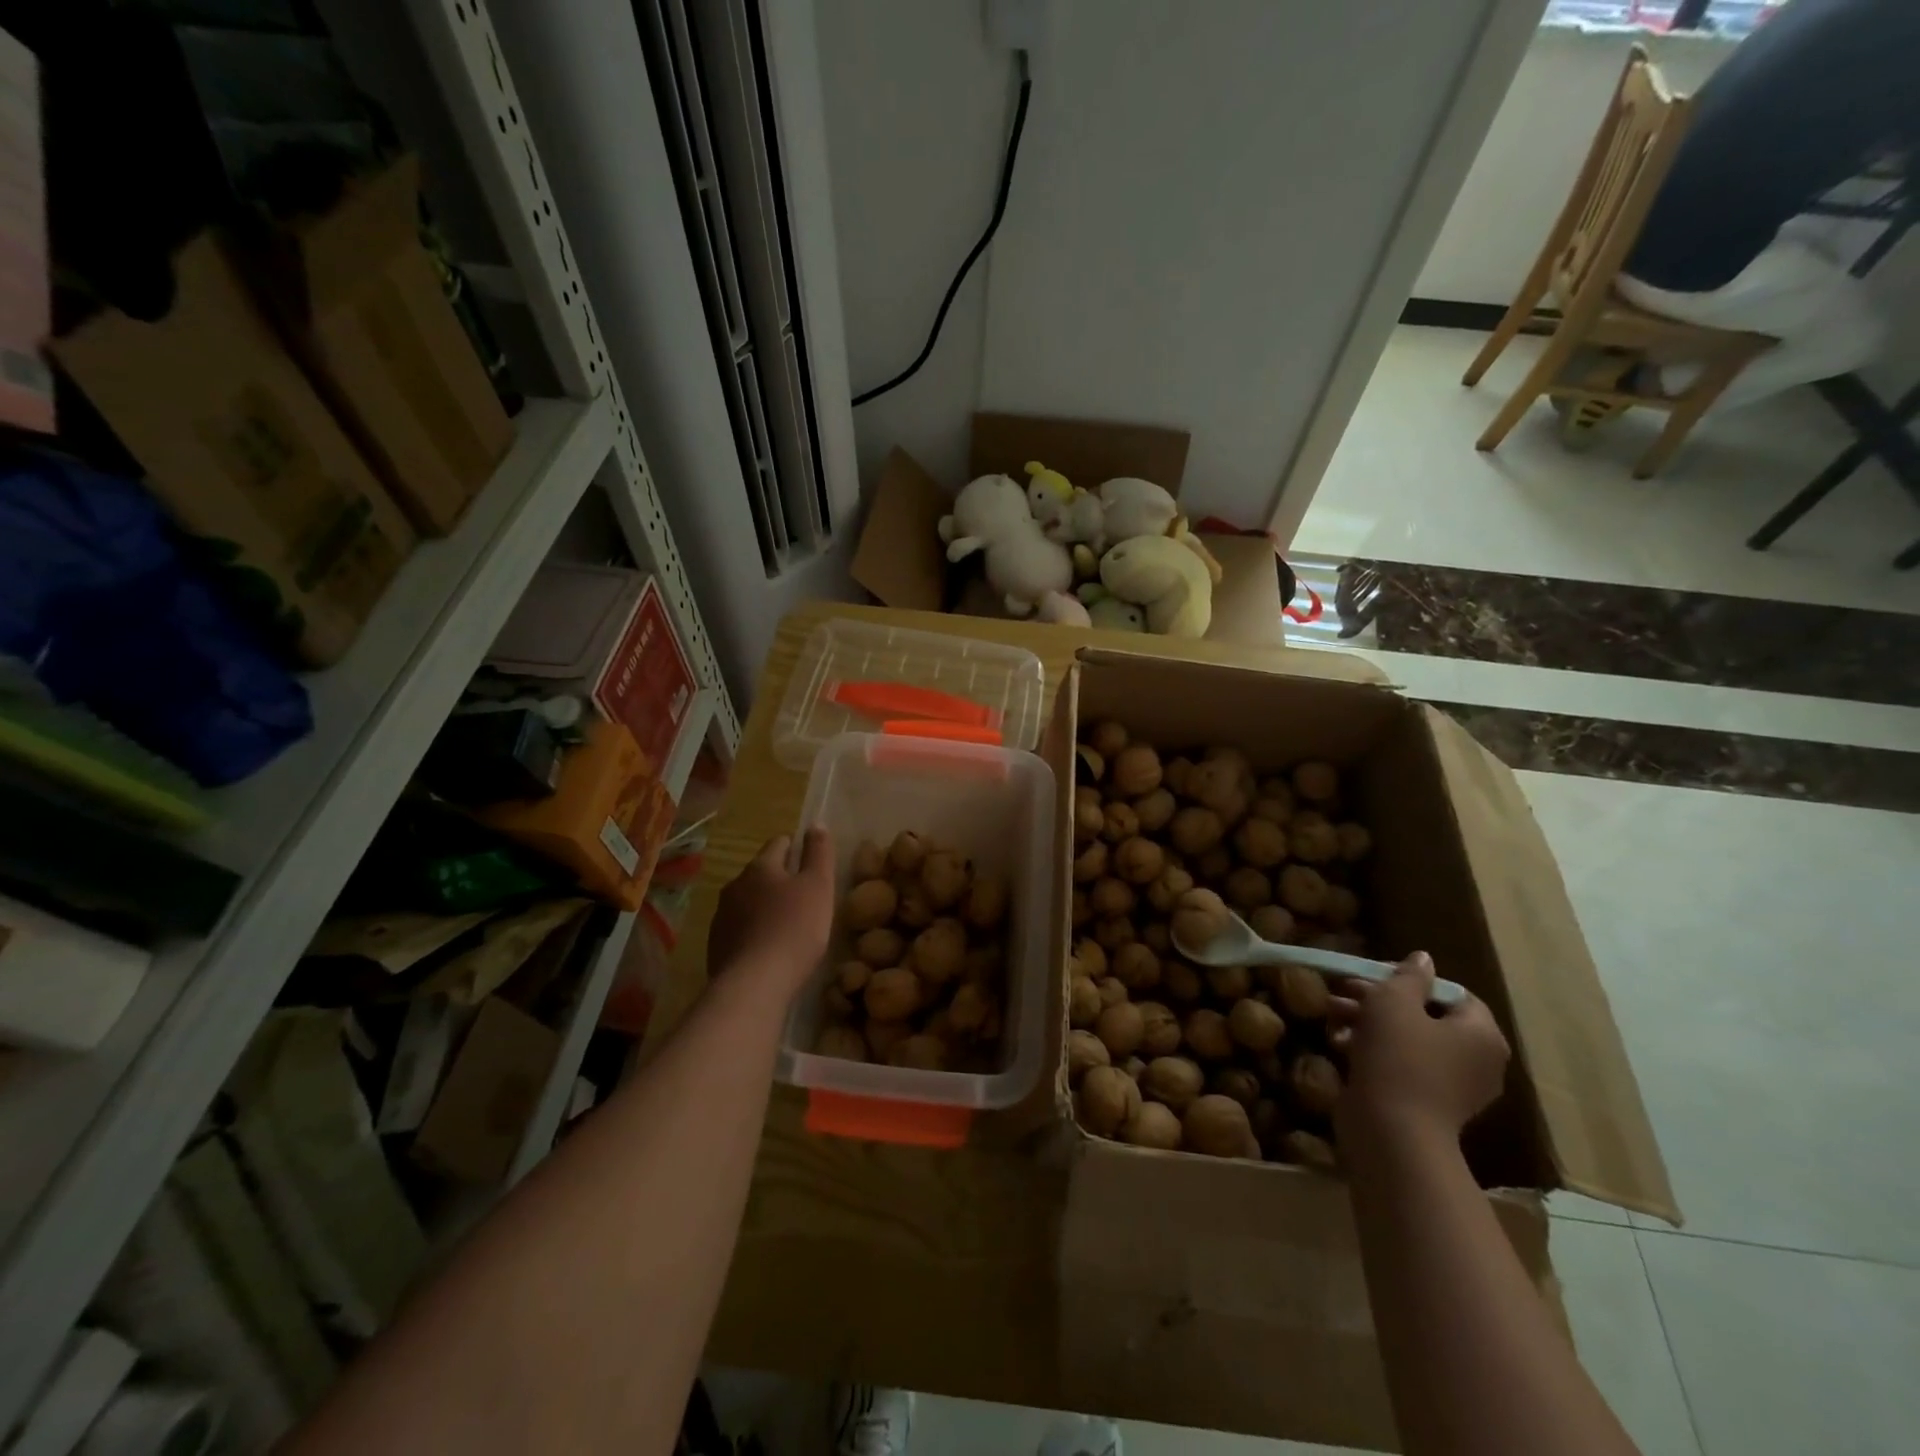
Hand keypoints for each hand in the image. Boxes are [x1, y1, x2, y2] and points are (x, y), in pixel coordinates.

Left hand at [706, 829, 834, 998]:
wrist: (754, 984)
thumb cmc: (794, 928)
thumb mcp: (819, 886)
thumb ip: (819, 853)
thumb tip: (816, 823)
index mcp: (760, 867)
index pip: (779, 843)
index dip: (797, 848)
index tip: (811, 862)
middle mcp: (735, 885)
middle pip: (761, 873)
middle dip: (780, 880)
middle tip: (804, 897)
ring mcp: (721, 917)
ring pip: (748, 902)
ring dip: (764, 907)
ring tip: (787, 926)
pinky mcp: (716, 946)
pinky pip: (739, 930)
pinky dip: (754, 933)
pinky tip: (769, 950)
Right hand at [1331, 951, 1509, 1149]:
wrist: (1391, 1130)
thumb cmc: (1398, 1056)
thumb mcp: (1394, 1002)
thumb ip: (1409, 976)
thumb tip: (1423, 958)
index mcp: (1480, 1033)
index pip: (1451, 992)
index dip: (1412, 979)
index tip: (1374, 975)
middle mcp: (1476, 1059)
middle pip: (1425, 1015)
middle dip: (1379, 1000)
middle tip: (1343, 992)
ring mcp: (1451, 1085)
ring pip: (1407, 1040)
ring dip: (1368, 1022)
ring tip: (1331, 1015)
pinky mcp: (1425, 1103)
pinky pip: (1401, 1065)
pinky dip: (1372, 1051)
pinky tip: (1338, 1043)